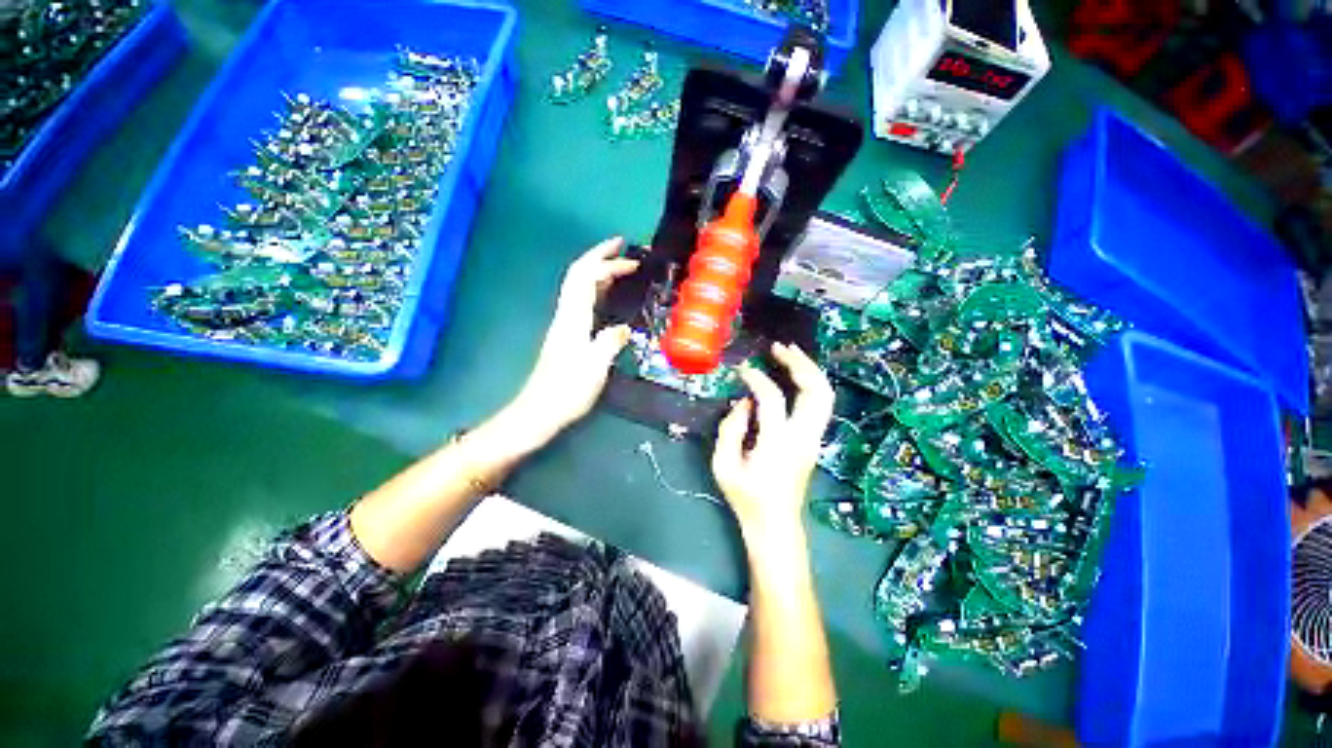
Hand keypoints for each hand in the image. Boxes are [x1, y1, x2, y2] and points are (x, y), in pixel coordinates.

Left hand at [510, 237, 637, 441]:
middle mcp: (566, 315)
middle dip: (598, 256)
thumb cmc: (567, 391)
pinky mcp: (566, 335)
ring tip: (619, 265)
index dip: (608, 264)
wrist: (539, 411)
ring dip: (597, 270)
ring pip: (578, 286)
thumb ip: (610, 343)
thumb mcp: (595, 368)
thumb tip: (623, 328)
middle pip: (578, 274)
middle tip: (621, 246)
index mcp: (573, 319)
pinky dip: (595, 289)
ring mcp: (564, 324)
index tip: (632, 261)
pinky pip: (581, 301)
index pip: (587, 278)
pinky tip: (606, 295)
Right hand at [712, 342, 835, 541]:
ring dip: (810, 371)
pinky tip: (796, 376)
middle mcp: (803, 437)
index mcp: (777, 444)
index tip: (742, 370)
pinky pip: (821, 405)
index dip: (756, 378)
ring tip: (791, 353)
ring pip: (825, 396)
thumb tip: (744, 403)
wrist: (776, 525)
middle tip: (779, 348)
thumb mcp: (723, 465)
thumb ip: (730, 429)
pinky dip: (811, 384)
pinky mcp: (814, 441)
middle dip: (799, 363)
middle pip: (816, 391)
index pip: (772, 398)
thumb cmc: (746, 497)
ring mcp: (814, 439)